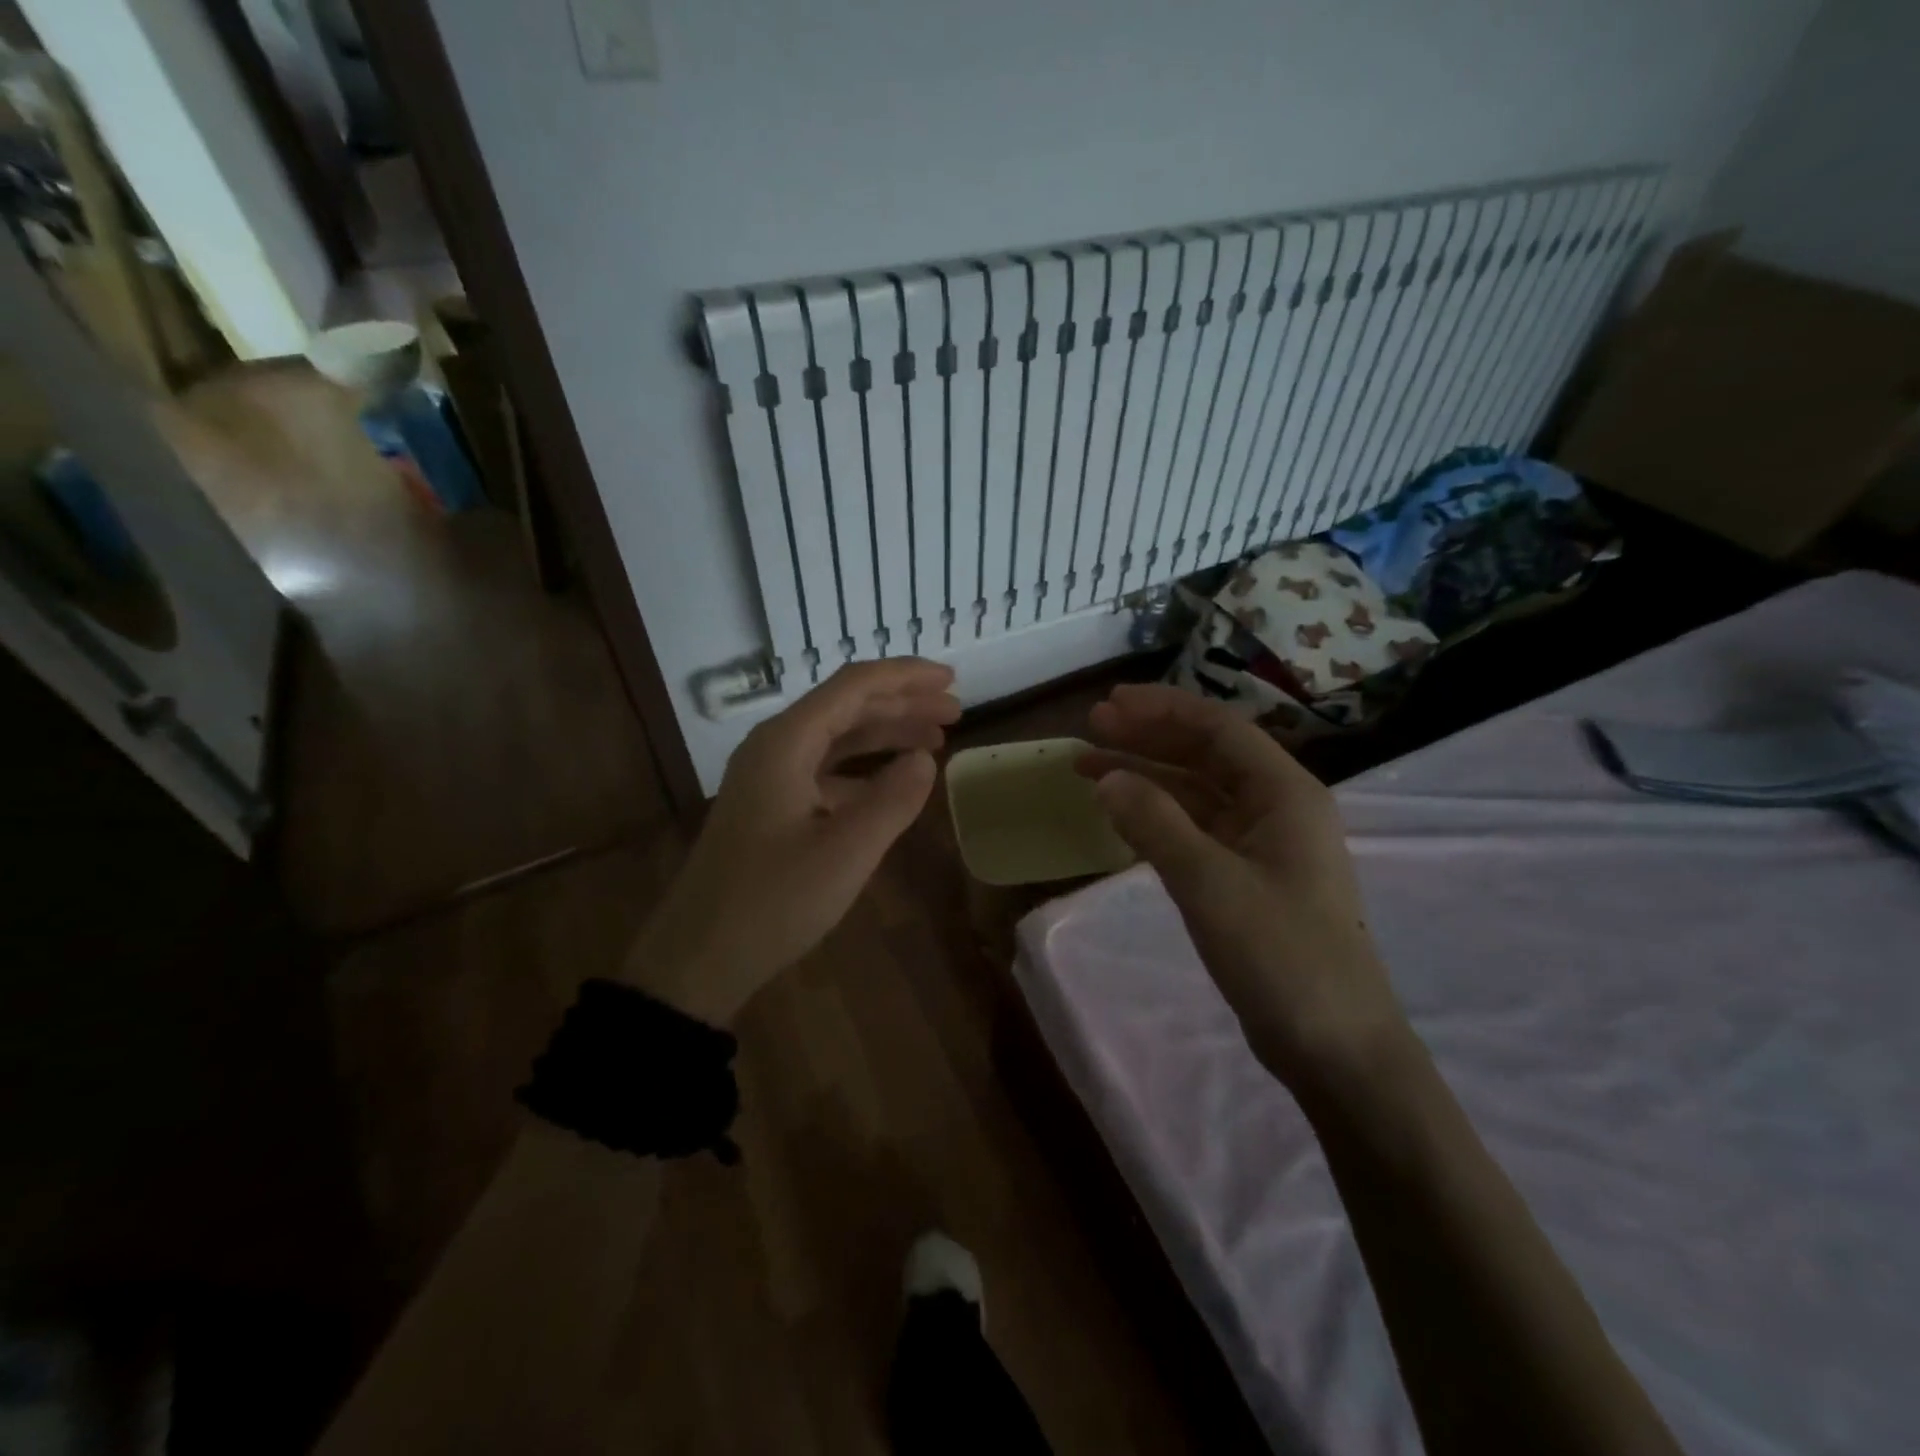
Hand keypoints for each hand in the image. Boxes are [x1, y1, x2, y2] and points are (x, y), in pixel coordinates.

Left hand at [627, 659, 959, 1024]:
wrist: (697, 958)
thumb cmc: (772, 902)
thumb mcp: (846, 853)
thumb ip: (893, 800)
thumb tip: (925, 759)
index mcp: (786, 743)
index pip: (854, 687)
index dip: (907, 677)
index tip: (952, 680)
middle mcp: (774, 748)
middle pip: (846, 707)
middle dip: (902, 704)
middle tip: (954, 712)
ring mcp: (768, 778)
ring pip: (836, 739)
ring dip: (885, 735)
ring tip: (935, 742)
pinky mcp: (769, 807)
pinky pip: (824, 772)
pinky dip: (863, 772)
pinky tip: (892, 787)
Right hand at [1078, 684, 1407, 1087]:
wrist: (1336, 1047)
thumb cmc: (1281, 955)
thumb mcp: (1210, 884)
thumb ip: (1155, 824)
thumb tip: (1106, 776)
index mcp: (1285, 793)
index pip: (1218, 729)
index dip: (1161, 709)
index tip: (1108, 704)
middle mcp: (1277, 807)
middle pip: (1206, 754)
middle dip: (1148, 737)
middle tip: (1091, 728)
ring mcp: (1264, 845)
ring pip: (1198, 792)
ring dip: (1147, 776)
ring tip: (1090, 767)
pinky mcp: (1248, 878)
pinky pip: (1197, 829)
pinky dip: (1159, 816)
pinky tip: (1124, 814)